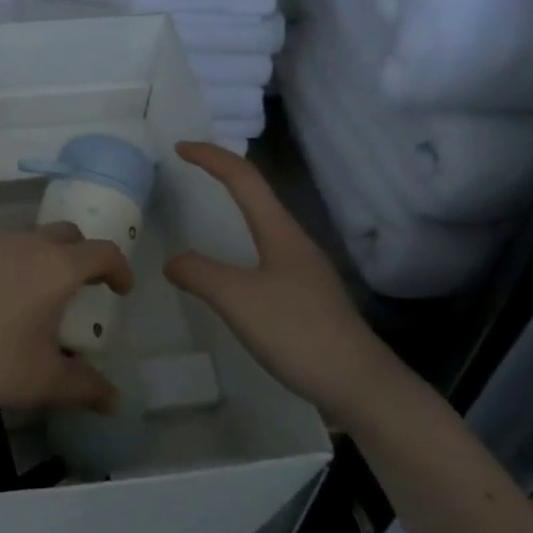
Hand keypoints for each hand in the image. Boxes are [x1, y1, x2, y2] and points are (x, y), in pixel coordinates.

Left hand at [0, 225, 132, 436]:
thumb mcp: (47, 381)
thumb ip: (87, 387)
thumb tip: (114, 401)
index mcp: (56, 267)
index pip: (102, 252)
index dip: (119, 268)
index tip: (120, 291)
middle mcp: (26, 244)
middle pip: (67, 234)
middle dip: (82, 255)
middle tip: (83, 287)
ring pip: (29, 237)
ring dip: (45, 256)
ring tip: (40, 293)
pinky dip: (11, 264)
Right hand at [164, 142, 408, 427]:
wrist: (359, 385)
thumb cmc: (298, 332)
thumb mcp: (237, 299)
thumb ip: (200, 273)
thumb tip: (173, 261)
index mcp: (280, 232)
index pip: (244, 179)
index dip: (212, 157)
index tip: (180, 147)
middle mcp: (295, 243)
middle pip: (257, 196)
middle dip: (223, 177)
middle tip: (189, 175)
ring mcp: (304, 272)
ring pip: (263, 227)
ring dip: (233, 212)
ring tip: (203, 218)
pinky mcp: (307, 299)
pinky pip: (265, 257)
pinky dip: (239, 248)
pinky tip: (230, 275)